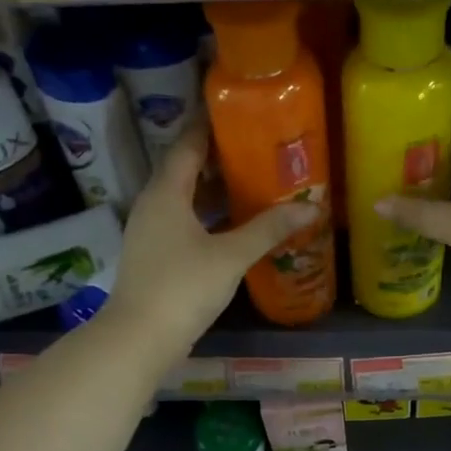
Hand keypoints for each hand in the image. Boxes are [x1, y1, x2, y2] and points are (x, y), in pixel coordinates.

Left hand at [109, 117, 318, 354]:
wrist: (139, 338)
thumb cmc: (183, 287)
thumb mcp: (231, 256)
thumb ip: (269, 229)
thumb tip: (311, 207)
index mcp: (166, 192)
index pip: (187, 144)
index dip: (209, 125)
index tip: (236, 111)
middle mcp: (152, 204)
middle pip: (184, 169)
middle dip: (216, 157)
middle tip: (254, 147)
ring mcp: (149, 231)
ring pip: (182, 197)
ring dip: (212, 188)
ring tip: (249, 181)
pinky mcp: (153, 255)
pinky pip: (181, 220)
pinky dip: (205, 214)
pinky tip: (231, 224)